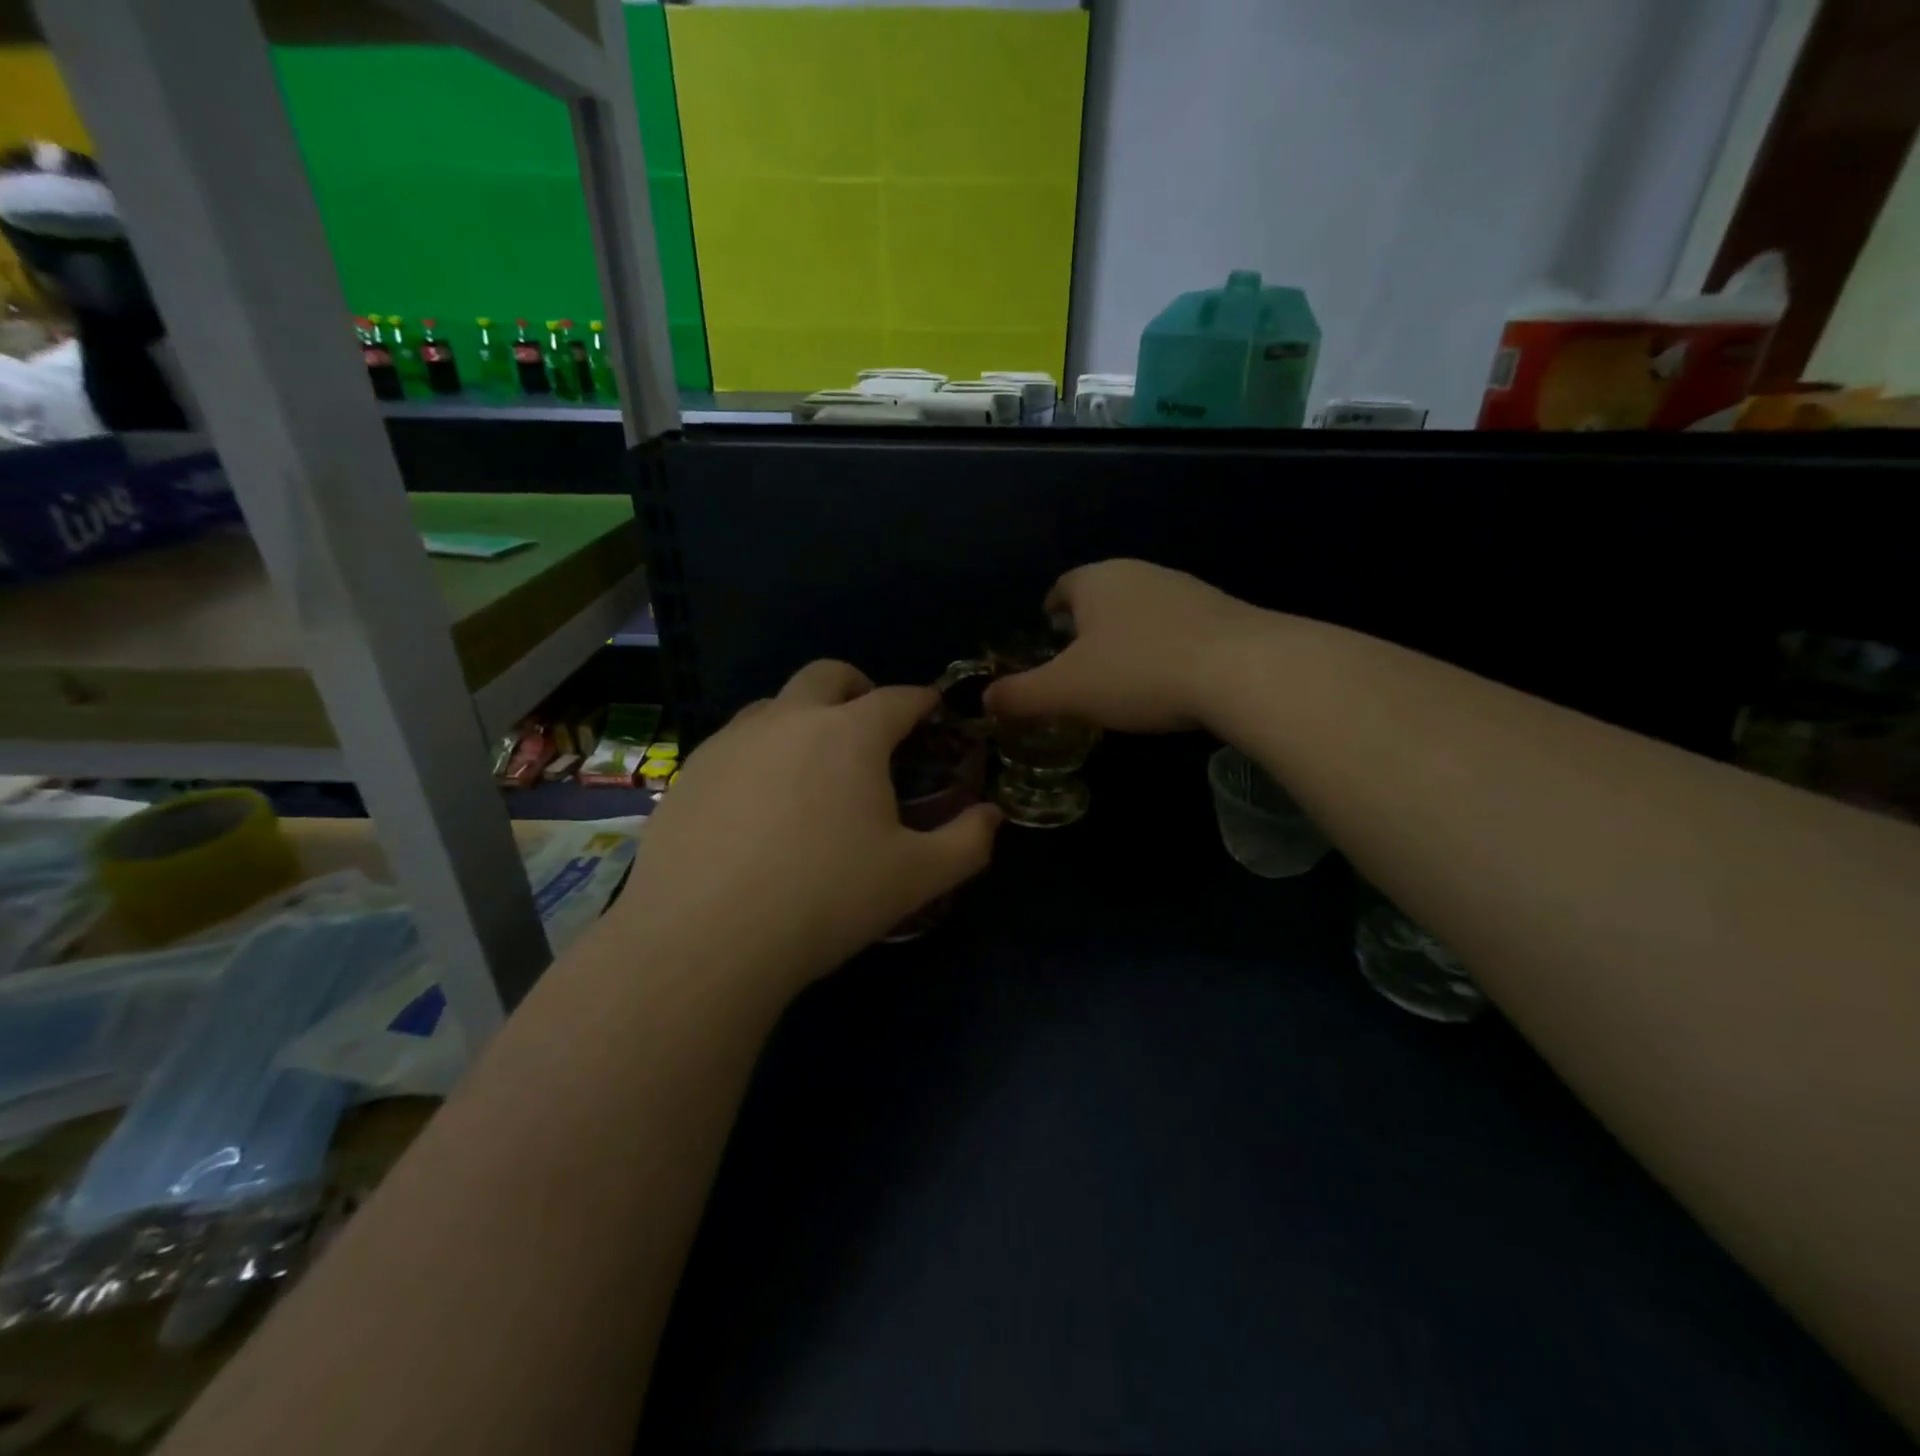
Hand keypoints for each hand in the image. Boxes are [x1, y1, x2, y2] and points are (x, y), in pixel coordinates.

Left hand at [616, 660, 1002, 991]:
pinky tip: (758, 803)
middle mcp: (789, 719)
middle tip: (871, 727)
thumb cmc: (825, 900)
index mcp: (850, 734)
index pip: (898, 698)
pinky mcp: (689, 771)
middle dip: (859, 688)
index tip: (932, 711)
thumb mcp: (916, 878)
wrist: (704, 940)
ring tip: (812, 766)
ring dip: (804, 717)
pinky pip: (735, 742)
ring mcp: (732, 741)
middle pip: (829, 674)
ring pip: (775, 703)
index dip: (922, 701)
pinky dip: (760, 752)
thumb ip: (967, 841)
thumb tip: (992, 815)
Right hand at [985, 559, 1266, 732]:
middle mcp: (1139, 573)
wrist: (1244, 670)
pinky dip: (1164, 647)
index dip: (1049, 610)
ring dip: (1128, 635)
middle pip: (1102, 595)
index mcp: (1097, 580)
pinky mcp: (1223, 611)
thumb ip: (1021, 695)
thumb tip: (984, 701)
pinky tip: (1168, 678)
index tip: (1046, 634)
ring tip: (1122, 674)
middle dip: (1087, 625)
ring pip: (1142, 609)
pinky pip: (1178, 626)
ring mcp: (1185, 588)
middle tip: (1078, 662)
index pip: (1062, 587)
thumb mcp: (1067, 691)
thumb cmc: (1139, 672)